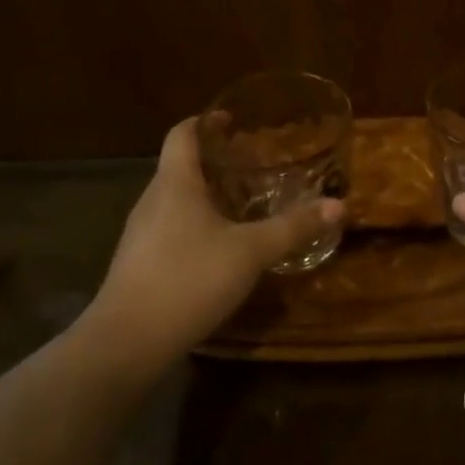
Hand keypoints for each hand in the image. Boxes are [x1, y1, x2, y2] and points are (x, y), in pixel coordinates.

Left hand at [82, 118, 343, 361]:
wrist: (126, 344)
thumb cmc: (188, 279)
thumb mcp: (250, 252)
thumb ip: (293, 227)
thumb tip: (338, 205)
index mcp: (175, 183)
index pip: (182, 134)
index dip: (206, 121)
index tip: (232, 120)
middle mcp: (152, 200)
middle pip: (180, 166)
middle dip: (214, 161)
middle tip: (252, 163)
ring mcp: (141, 235)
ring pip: (175, 200)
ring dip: (205, 195)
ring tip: (242, 202)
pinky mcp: (139, 265)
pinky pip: (170, 229)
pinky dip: (196, 225)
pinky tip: (220, 247)